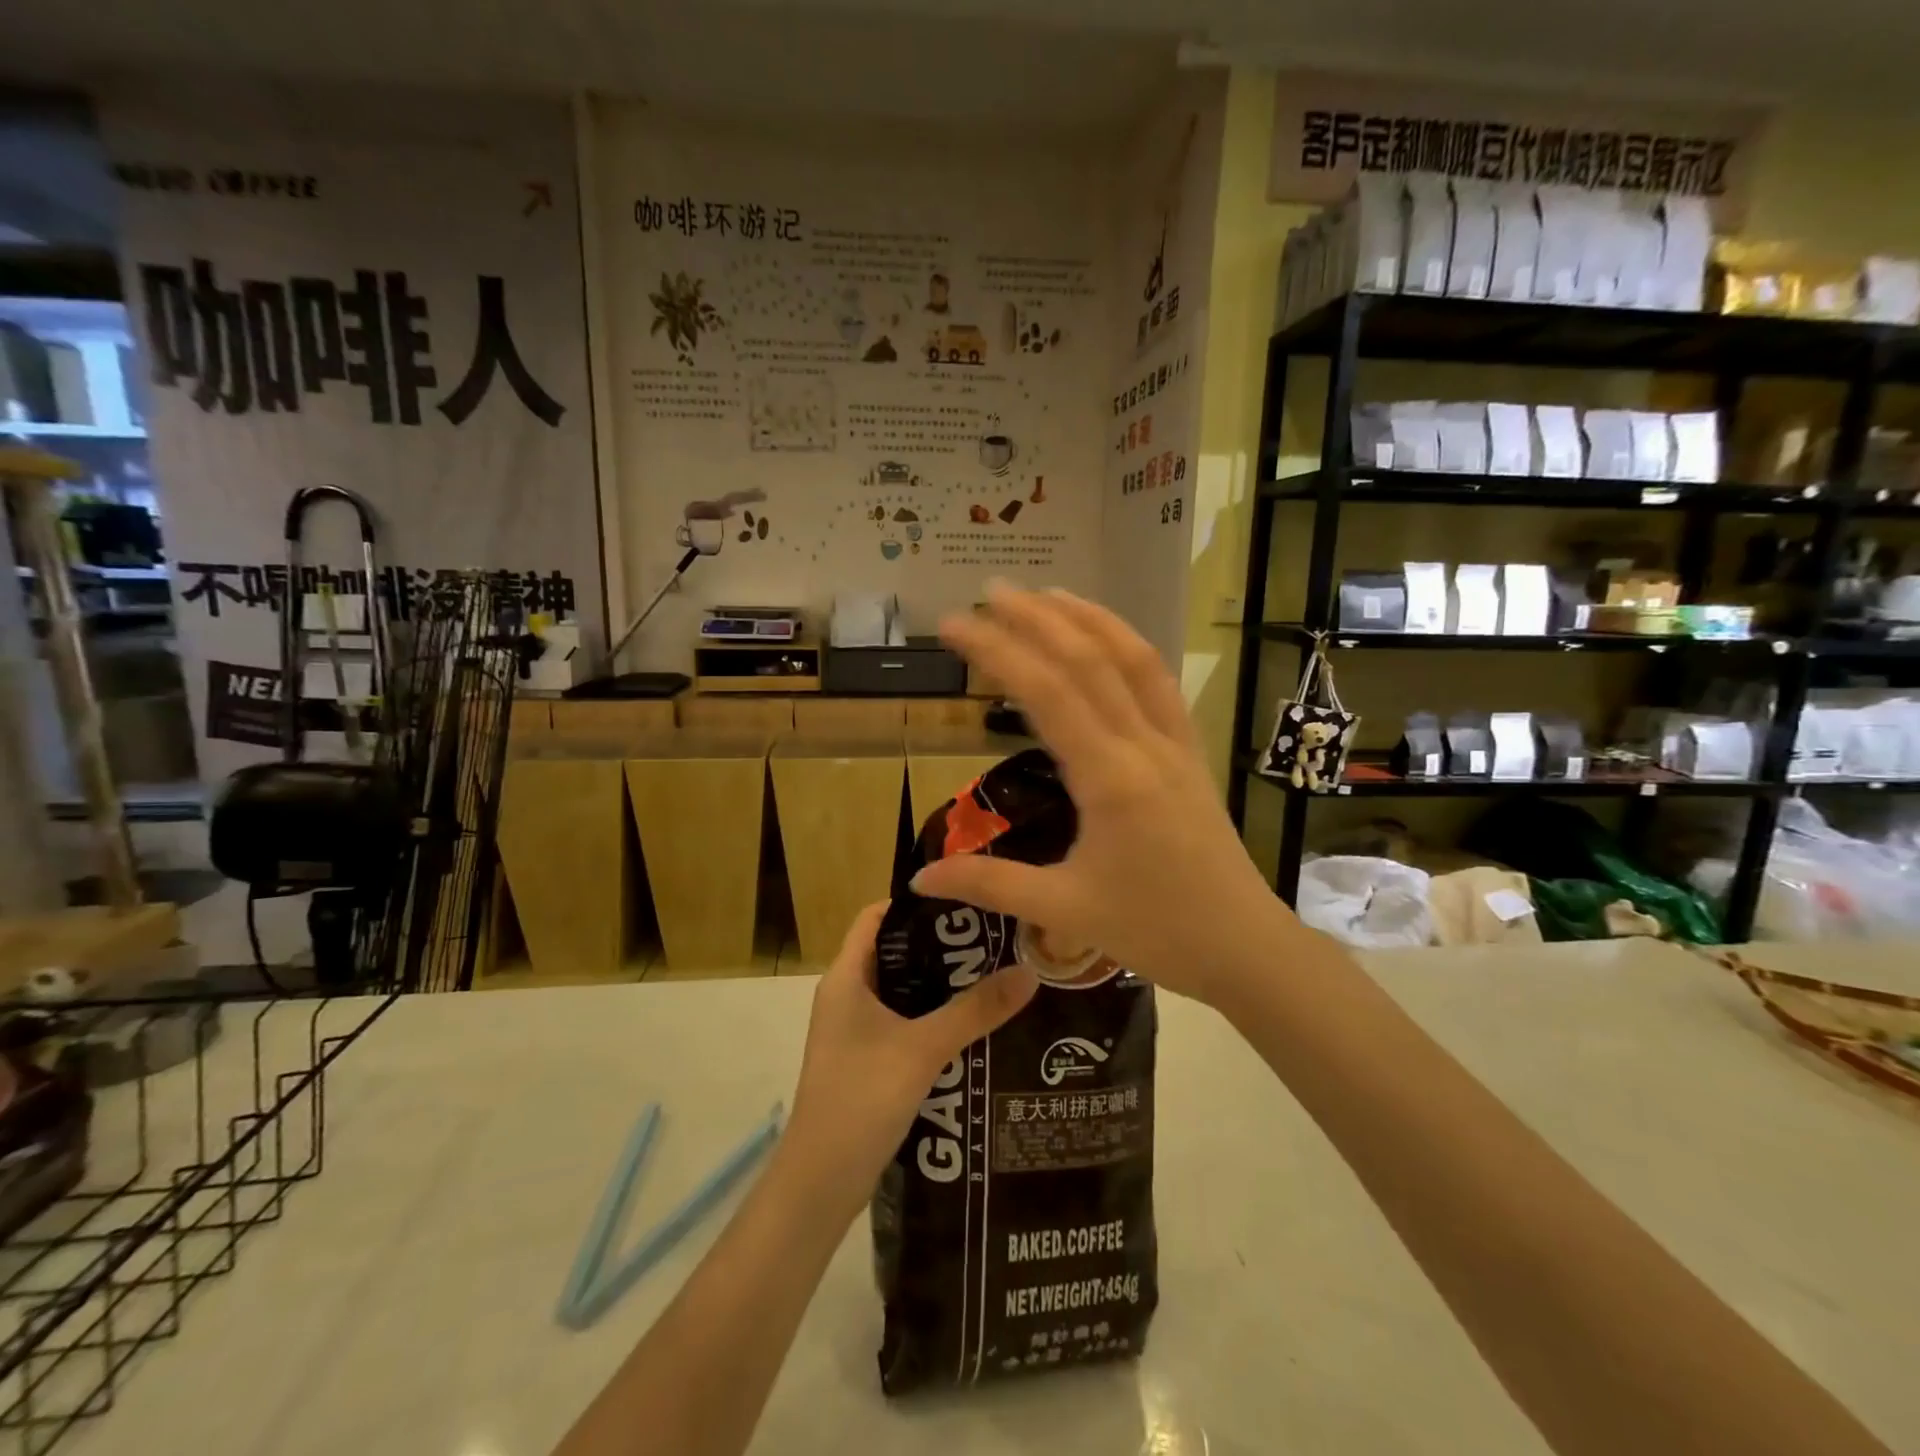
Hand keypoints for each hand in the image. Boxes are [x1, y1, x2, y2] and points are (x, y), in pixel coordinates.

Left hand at [785, 904, 1037, 1192]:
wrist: (819, 1185)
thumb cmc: (861, 1100)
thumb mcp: (923, 1049)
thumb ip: (976, 1010)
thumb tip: (1029, 971)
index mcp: (846, 977)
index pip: (876, 917)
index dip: (916, 903)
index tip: (965, 899)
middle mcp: (846, 995)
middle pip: (894, 952)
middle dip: (940, 945)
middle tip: (992, 939)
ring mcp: (854, 1030)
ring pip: (902, 990)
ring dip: (940, 984)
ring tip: (993, 975)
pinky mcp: (866, 1060)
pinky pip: (903, 1022)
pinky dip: (933, 1017)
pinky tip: (973, 1025)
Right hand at [911, 585, 1294, 1009]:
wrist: (1244, 947)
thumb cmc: (1155, 931)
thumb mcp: (1064, 910)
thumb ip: (989, 884)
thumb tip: (919, 875)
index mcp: (1109, 778)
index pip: (1045, 693)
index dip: (996, 650)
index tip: (953, 625)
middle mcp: (1144, 745)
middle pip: (1088, 660)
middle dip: (1036, 618)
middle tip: (988, 592)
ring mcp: (1174, 743)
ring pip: (1133, 660)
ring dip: (1088, 620)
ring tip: (1046, 594)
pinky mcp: (1190, 752)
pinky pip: (1160, 684)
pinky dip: (1129, 648)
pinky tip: (1107, 640)